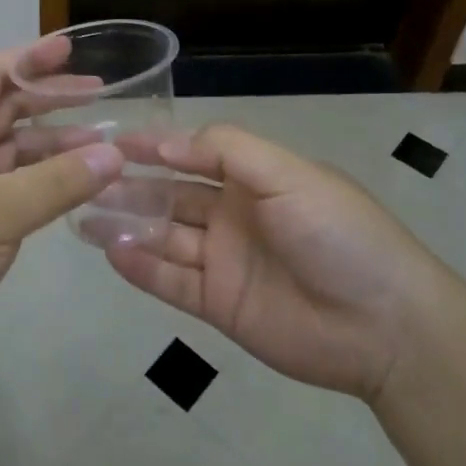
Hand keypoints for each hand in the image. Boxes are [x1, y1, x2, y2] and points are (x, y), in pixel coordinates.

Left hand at [0, 39, 123, 398]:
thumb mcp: (0, 213)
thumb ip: (59, 181)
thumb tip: (115, 153)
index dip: (32, 58)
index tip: (73, 49)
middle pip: (5, 108)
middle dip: (50, 99)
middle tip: (100, 95)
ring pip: (11, 149)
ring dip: (52, 144)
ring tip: (101, 147)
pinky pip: (11, 183)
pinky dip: (41, 179)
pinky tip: (73, 185)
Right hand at [105, 125, 438, 402]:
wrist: (383, 325)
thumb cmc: (338, 234)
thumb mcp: (288, 175)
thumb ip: (227, 150)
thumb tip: (165, 142)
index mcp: (254, 179)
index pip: (193, 154)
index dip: (155, 147)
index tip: (113, 141)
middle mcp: (233, 215)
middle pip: (171, 196)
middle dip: (130, 186)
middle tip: (84, 179)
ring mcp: (224, 261)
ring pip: (164, 237)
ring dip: (126, 225)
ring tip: (82, 215)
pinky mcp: (219, 304)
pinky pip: (171, 282)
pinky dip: (141, 267)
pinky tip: (110, 252)